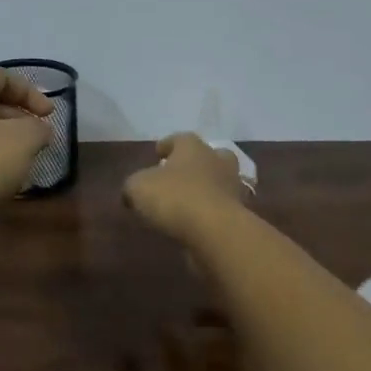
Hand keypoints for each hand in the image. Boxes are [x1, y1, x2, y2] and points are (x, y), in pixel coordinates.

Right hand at [123, 133, 248, 243]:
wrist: (216, 231)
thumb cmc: (175, 198)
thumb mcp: (138, 188)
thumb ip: (133, 186)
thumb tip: (132, 192)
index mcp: (193, 148)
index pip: (180, 138)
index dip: (167, 145)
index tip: (158, 153)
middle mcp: (216, 161)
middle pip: (208, 156)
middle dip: (194, 163)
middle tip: (178, 175)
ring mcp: (231, 188)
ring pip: (218, 182)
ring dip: (204, 189)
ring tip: (185, 202)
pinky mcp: (238, 214)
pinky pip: (221, 208)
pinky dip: (210, 213)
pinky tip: (195, 223)